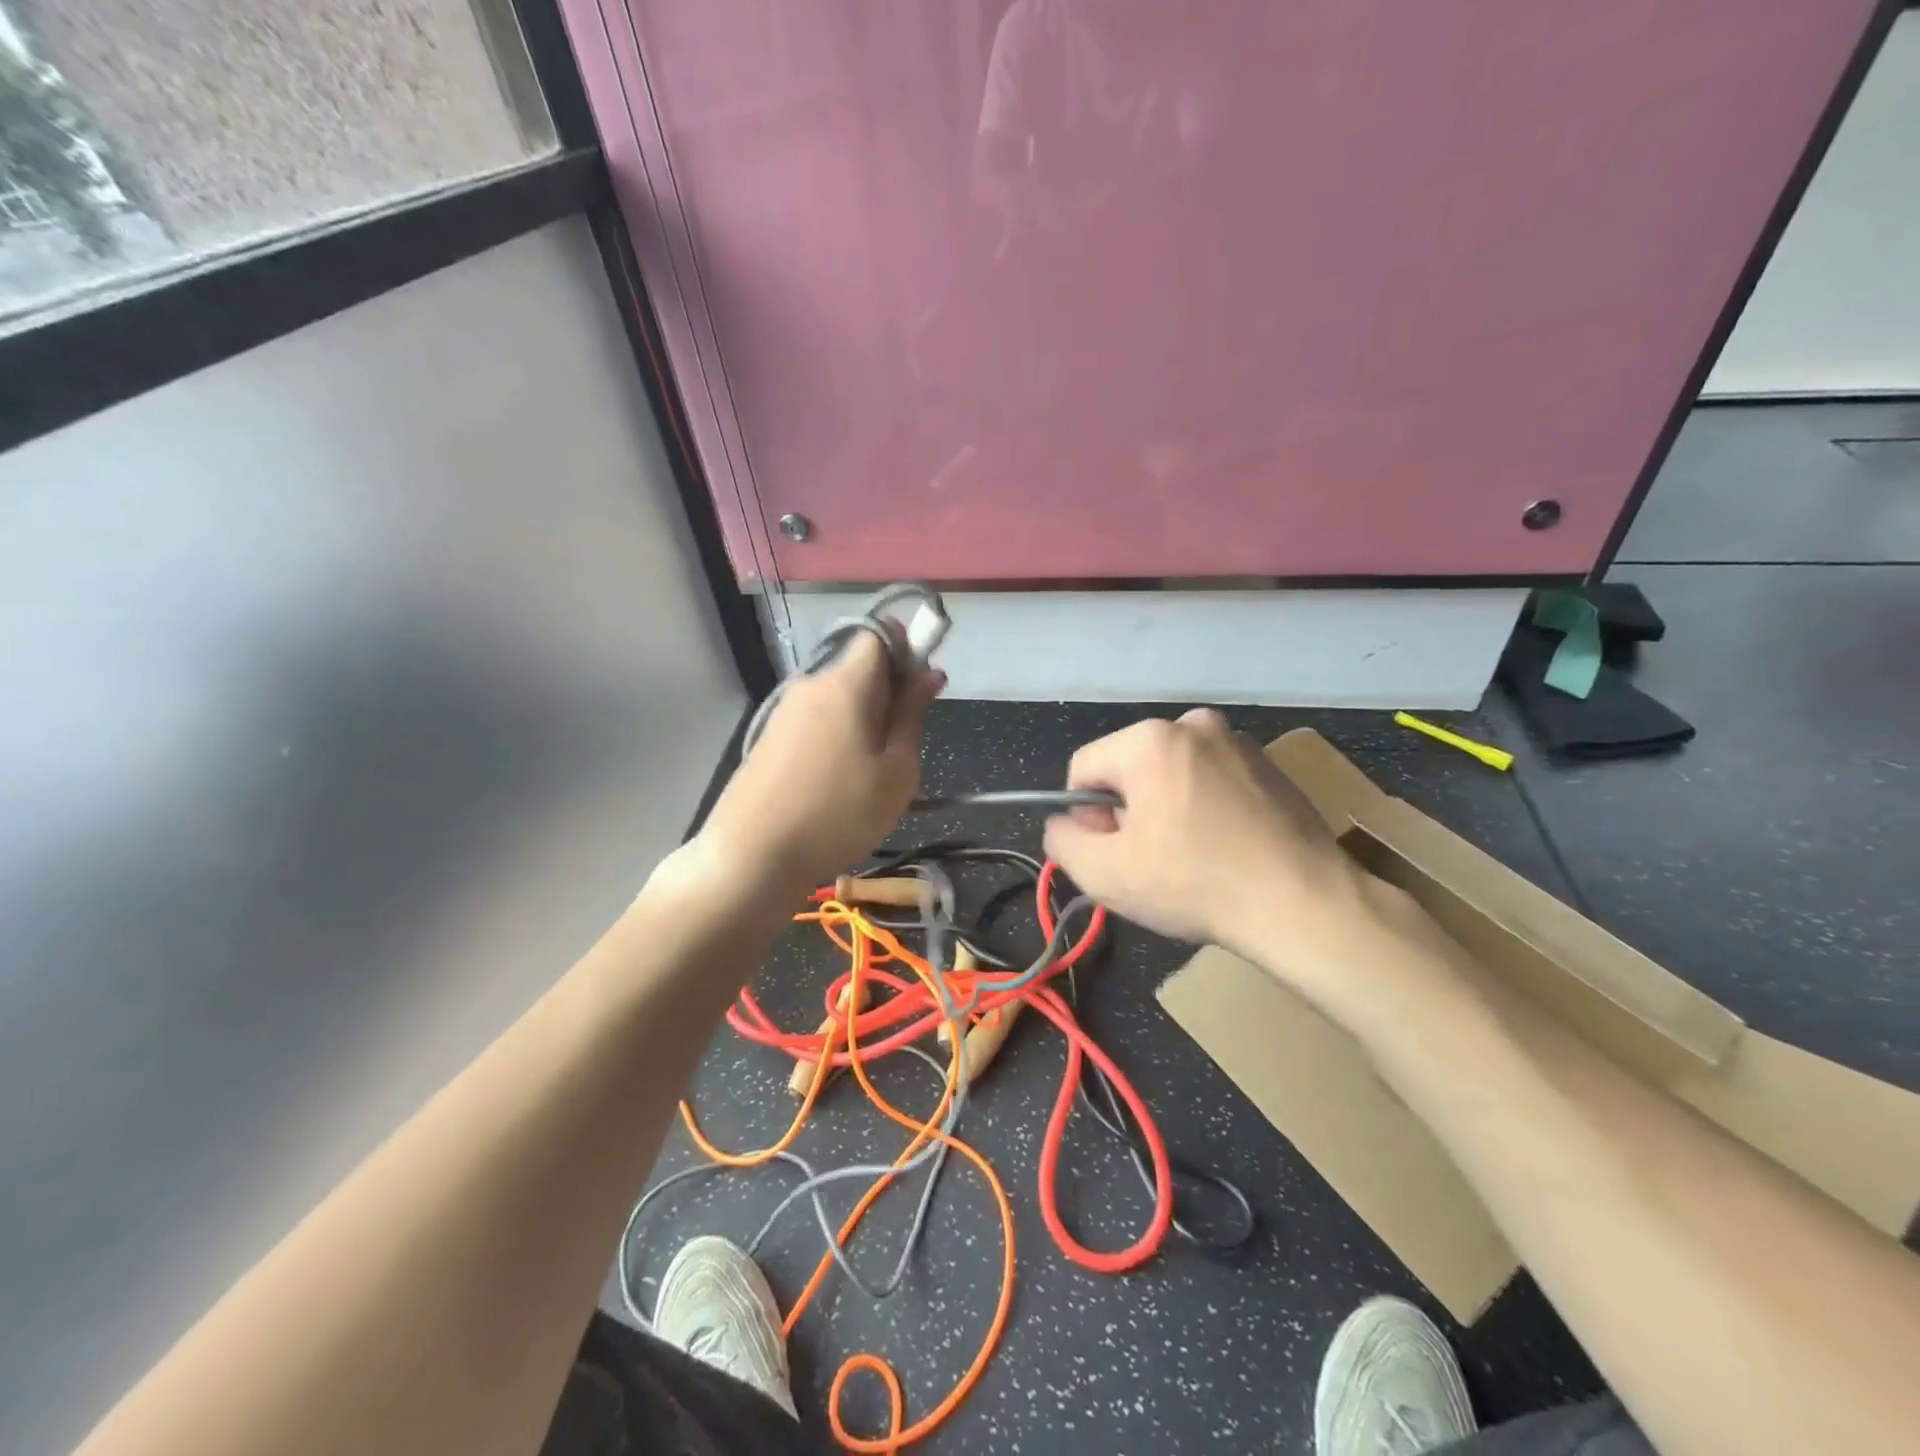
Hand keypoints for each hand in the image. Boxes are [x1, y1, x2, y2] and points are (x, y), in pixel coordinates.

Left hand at [696, 634, 943, 895]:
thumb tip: (929, 672)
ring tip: (870, 775)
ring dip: (863, 720)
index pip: (879, 633)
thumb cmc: (839, 814)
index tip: (919, 691)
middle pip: (859, 668)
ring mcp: (784, 711)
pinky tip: (837, 784)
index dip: (906, 650)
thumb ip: (913, 715)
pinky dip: (837, 738)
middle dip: (888, 693)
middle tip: (902, 747)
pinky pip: (816, 721)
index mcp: (846, 683)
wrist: (752, 856)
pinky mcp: (769, 737)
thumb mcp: (896, 771)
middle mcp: (811, 684)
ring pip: (838, 698)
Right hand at [1042, 709, 1375, 982]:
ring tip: (1193, 856)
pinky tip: (1225, 848)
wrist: (1305, 906)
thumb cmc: (1195, 884)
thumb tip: (1064, 823)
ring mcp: (1238, 742)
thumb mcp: (1103, 873)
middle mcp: (1194, 724)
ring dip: (1167, 808)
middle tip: (1153, 860)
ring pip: (1171, 774)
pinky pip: (1211, 780)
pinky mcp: (1270, 766)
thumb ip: (1061, 840)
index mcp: (1149, 739)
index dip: (1087, 817)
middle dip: (1129, 811)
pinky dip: (1206, 807)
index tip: (1117, 854)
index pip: (1083, 769)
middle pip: (1129, 769)